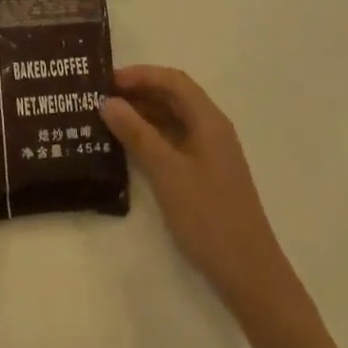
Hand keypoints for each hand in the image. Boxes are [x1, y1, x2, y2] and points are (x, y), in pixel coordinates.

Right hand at [103, 65, 292, 312]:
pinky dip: (149, 136)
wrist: (248, 273)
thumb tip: (108, 102)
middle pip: (173, 96)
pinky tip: (126, 147)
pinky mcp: (203, 174)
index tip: (106, 80)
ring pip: (172, 119)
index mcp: (209, 121)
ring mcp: (208, 153)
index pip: (173, 80)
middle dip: (138, 91)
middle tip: (99, 97)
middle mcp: (211, 129)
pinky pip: (173, 141)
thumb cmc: (209, 217)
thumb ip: (137, 134)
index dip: (140, 74)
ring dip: (142, 114)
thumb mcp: (167, 172)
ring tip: (105, 118)